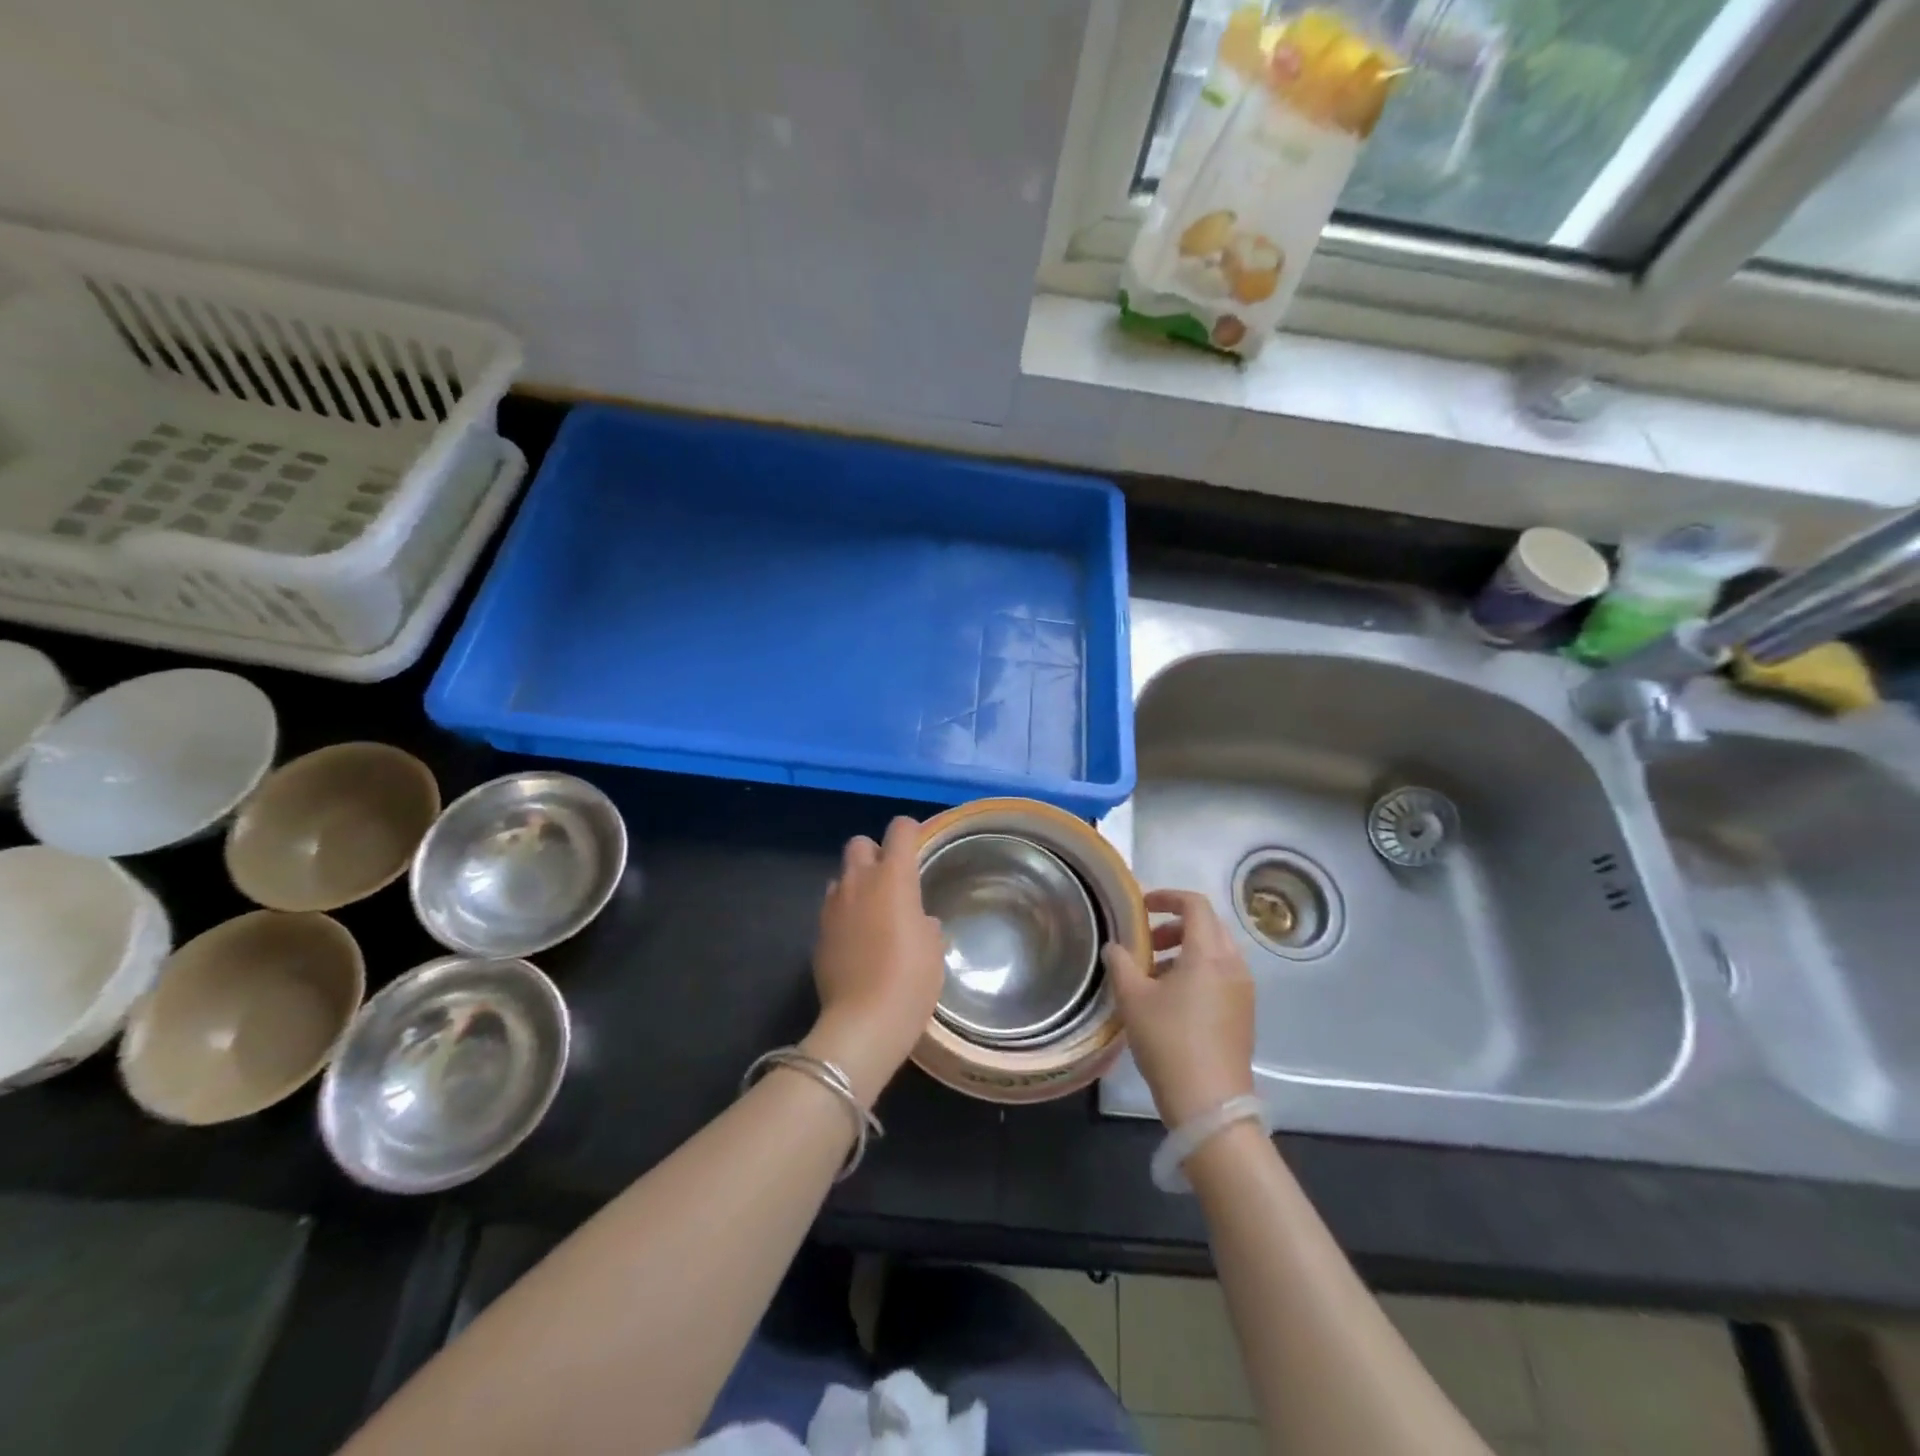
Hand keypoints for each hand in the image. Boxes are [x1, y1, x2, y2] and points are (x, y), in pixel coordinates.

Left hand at [805, 816, 944, 1104]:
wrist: (863, 1021)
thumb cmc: (911, 979)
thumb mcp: (934, 948)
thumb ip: (925, 923)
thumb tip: (919, 921)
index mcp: (893, 877)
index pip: (899, 829)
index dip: (910, 831)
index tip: (919, 844)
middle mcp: (859, 882)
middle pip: (859, 843)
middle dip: (875, 853)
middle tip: (891, 879)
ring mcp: (833, 906)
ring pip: (841, 876)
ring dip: (856, 884)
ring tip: (872, 911)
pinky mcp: (817, 933)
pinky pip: (831, 909)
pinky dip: (844, 914)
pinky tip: (857, 940)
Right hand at [1105, 889, 1254, 1127]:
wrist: (1209, 1104)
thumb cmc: (1169, 1041)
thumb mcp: (1133, 998)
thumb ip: (1120, 962)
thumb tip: (1115, 947)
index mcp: (1209, 953)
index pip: (1195, 904)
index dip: (1167, 897)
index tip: (1141, 906)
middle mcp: (1234, 964)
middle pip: (1207, 925)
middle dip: (1174, 925)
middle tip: (1145, 941)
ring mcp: (1243, 990)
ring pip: (1215, 951)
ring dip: (1184, 949)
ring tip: (1152, 973)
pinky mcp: (1244, 1013)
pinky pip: (1221, 974)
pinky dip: (1197, 971)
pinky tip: (1171, 998)